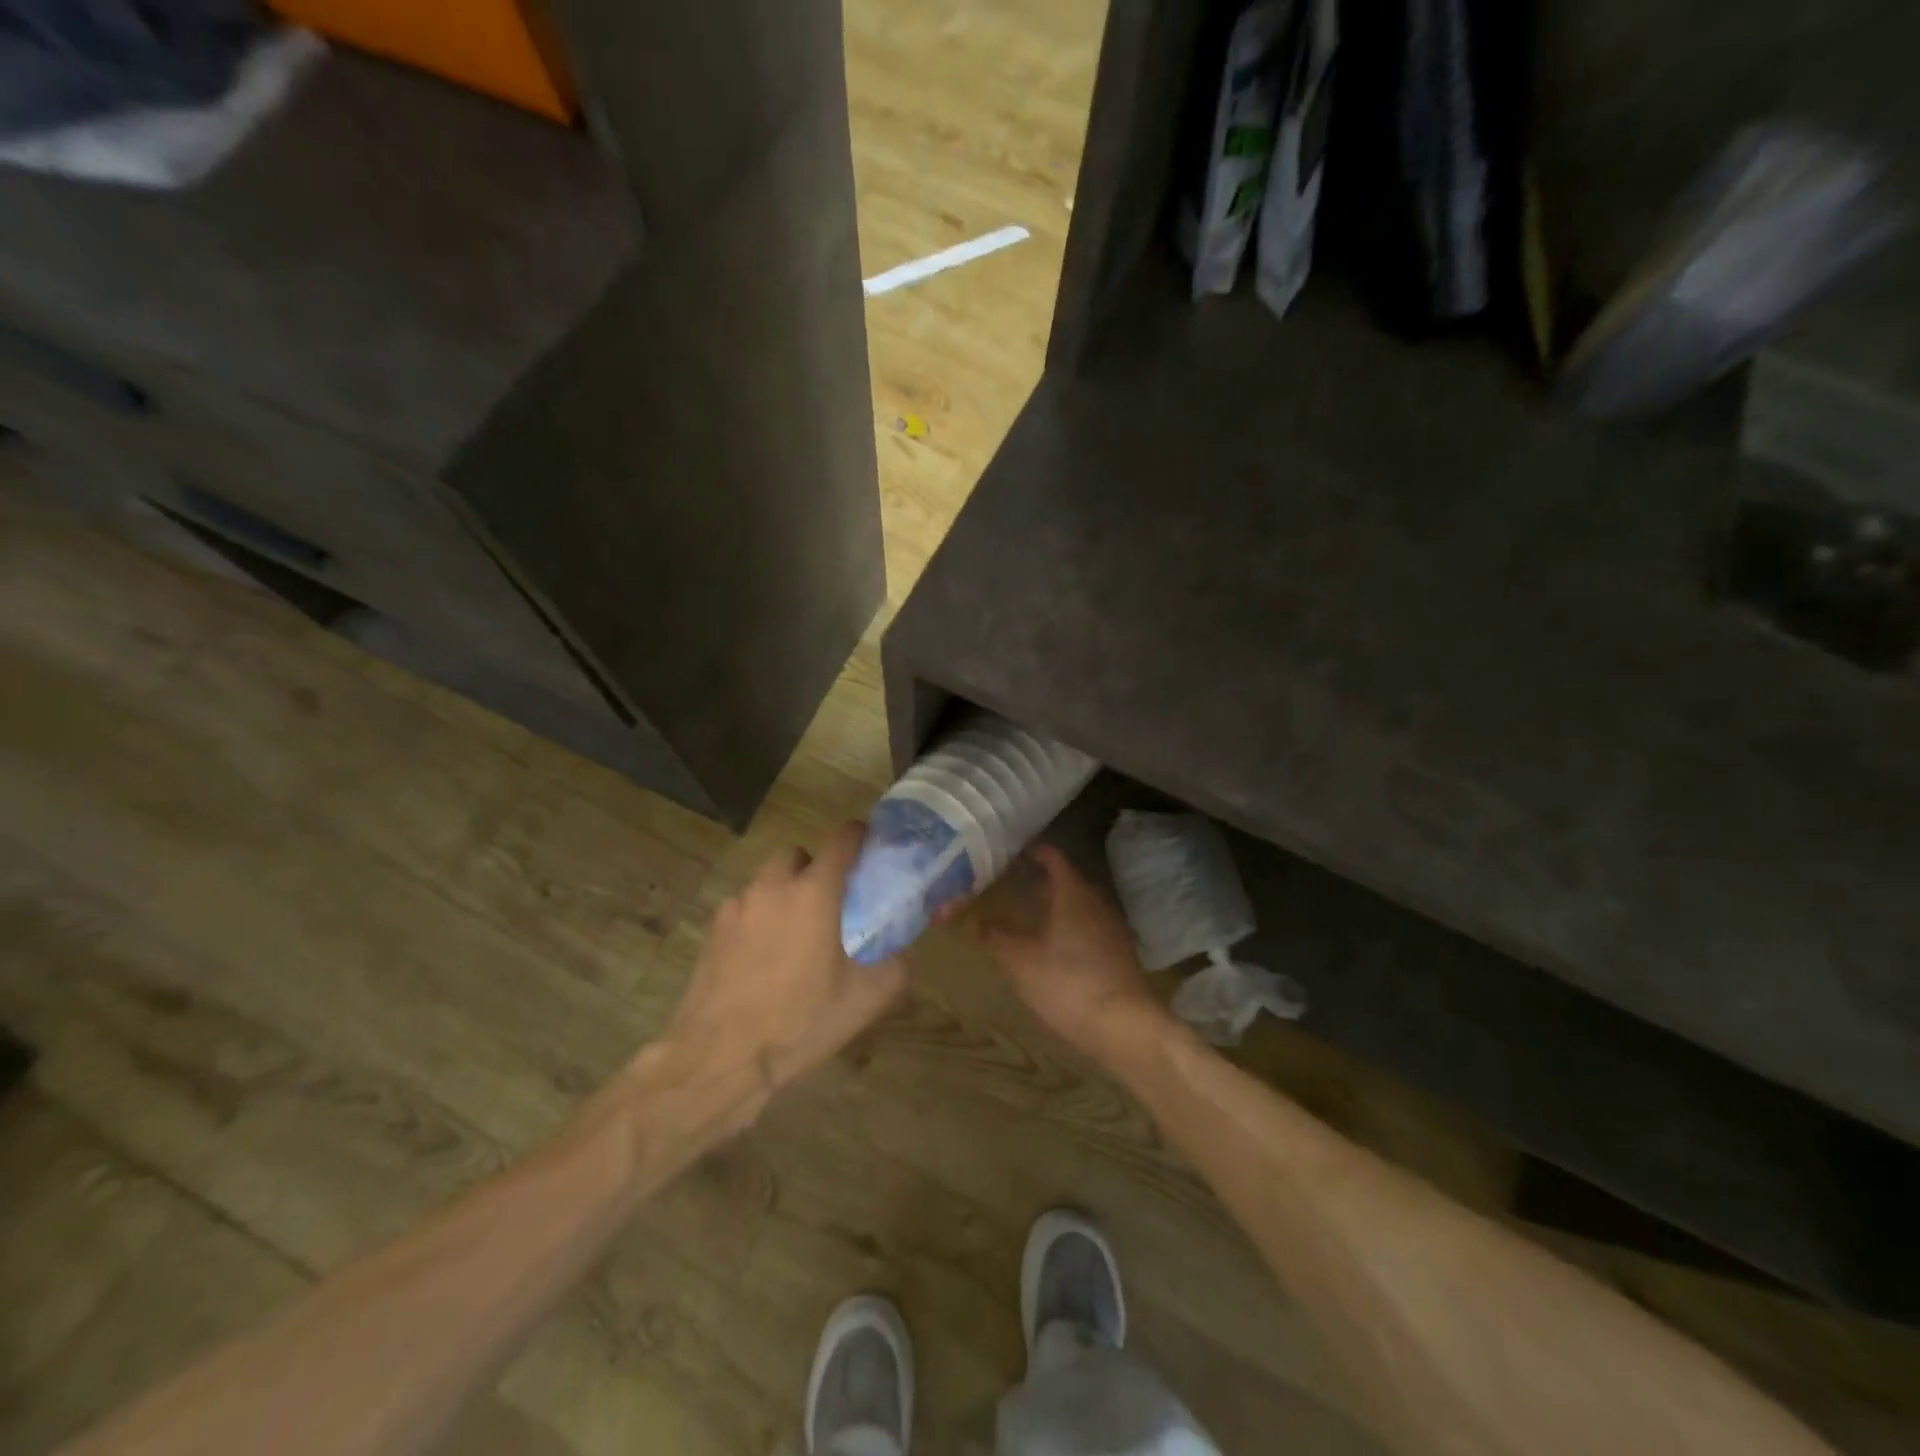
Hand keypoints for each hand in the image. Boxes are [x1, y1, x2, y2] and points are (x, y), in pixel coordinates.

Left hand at [664, 823, 905, 1100]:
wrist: (720, 1059)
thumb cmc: (799, 1023)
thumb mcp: (866, 999)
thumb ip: (895, 962)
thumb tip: (901, 948)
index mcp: (814, 892)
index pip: (841, 839)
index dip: (860, 837)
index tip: (869, 849)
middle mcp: (773, 886)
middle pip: (798, 854)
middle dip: (816, 868)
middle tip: (830, 903)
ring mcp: (737, 906)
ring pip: (767, 880)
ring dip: (784, 892)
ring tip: (794, 935)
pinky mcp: (712, 929)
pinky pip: (744, 908)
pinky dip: (759, 918)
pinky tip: (762, 958)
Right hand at [975, 845, 1168, 1063]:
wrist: (1124, 1025)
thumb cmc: (1066, 983)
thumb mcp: (1020, 962)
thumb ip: (997, 938)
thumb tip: (978, 922)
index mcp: (1072, 894)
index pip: (1054, 859)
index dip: (1035, 852)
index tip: (1016, 851)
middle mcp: (1096, 903)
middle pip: (1068, 883)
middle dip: (1043, 884)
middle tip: (1016, 887)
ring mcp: (1112, 929)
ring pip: (1080, 908)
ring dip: (1057, 909)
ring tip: (1031, 919)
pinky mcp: (1120, 955)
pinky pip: (1090, 930)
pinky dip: (1071, 930)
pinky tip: (1056, 950)